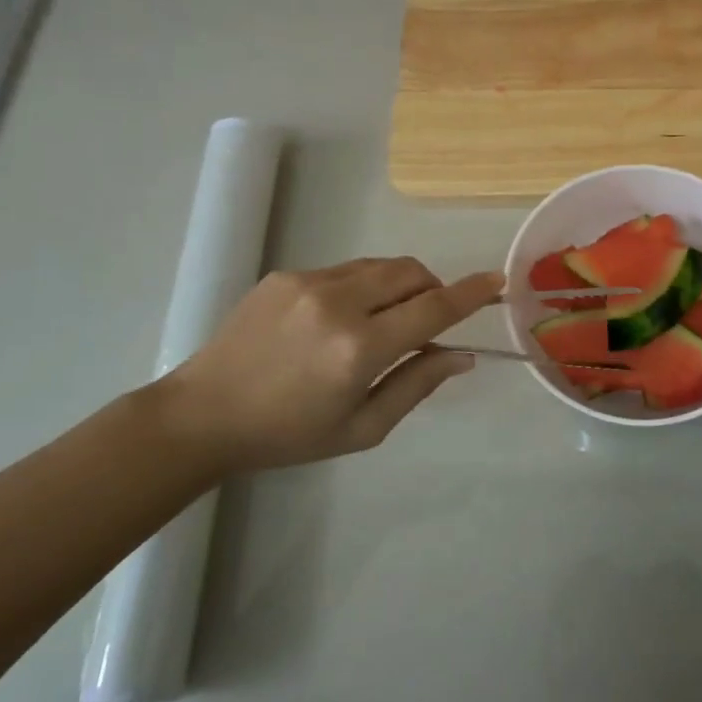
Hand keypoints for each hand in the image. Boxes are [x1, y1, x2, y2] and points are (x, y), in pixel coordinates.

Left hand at [151, 258, 503, 474]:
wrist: (204, 414)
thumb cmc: (288, 435)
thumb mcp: (362, 427)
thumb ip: (417, 385)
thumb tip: (463, 355)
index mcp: (359, 348)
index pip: (432, 308)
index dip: (470, 293)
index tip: (497, 280)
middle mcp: (338, 303)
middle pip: (410, 273)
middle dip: (432, 288)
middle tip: (426, 322)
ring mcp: (308, 282)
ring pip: (380, 266)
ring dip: (399, 285)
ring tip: (382, 321)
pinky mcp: (286, 275)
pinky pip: (345, 270)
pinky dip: (362, 287)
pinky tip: (337, 321)